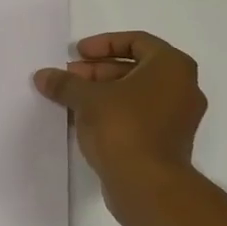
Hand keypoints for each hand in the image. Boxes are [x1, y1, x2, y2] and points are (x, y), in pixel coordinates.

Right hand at [34, 32, 205, 184]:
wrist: (147, 184)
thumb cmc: (123, 127)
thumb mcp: (87, 99)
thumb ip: (65, 83)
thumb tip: (43, 75)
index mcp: (172, 66)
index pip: (136, 41)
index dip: (103, 43)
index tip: (77, 53)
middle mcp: (183, 87)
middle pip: (136, 67)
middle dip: (99, 70)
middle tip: (70, 76)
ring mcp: (179, 117)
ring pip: (137, 93)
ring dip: (104, 92)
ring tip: (72, 99)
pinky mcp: (169, 142)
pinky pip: (140, 115)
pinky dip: (115, 112)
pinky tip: (86, 120)